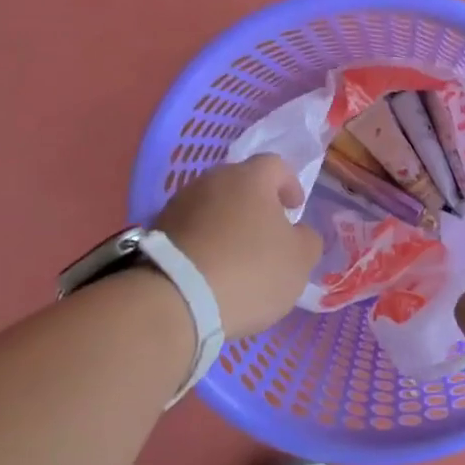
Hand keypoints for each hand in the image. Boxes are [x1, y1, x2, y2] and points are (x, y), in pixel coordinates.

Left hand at [154, 155, 322, 336]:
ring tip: (236, 257)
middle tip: (267, 233)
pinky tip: (211, 271)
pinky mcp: (157, 232)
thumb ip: (307, 239)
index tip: (295, 208)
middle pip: (240, 184)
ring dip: (227, 224)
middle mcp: (212, 181)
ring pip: (213, 206)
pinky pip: (191, 230)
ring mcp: (179, 204)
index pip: (276, 165)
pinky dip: (204, 243)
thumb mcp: (299, 259)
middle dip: (256, 204)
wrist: (175, 299)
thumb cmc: (250, 270)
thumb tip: (298, 233)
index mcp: (250, 178)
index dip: (289, 184)